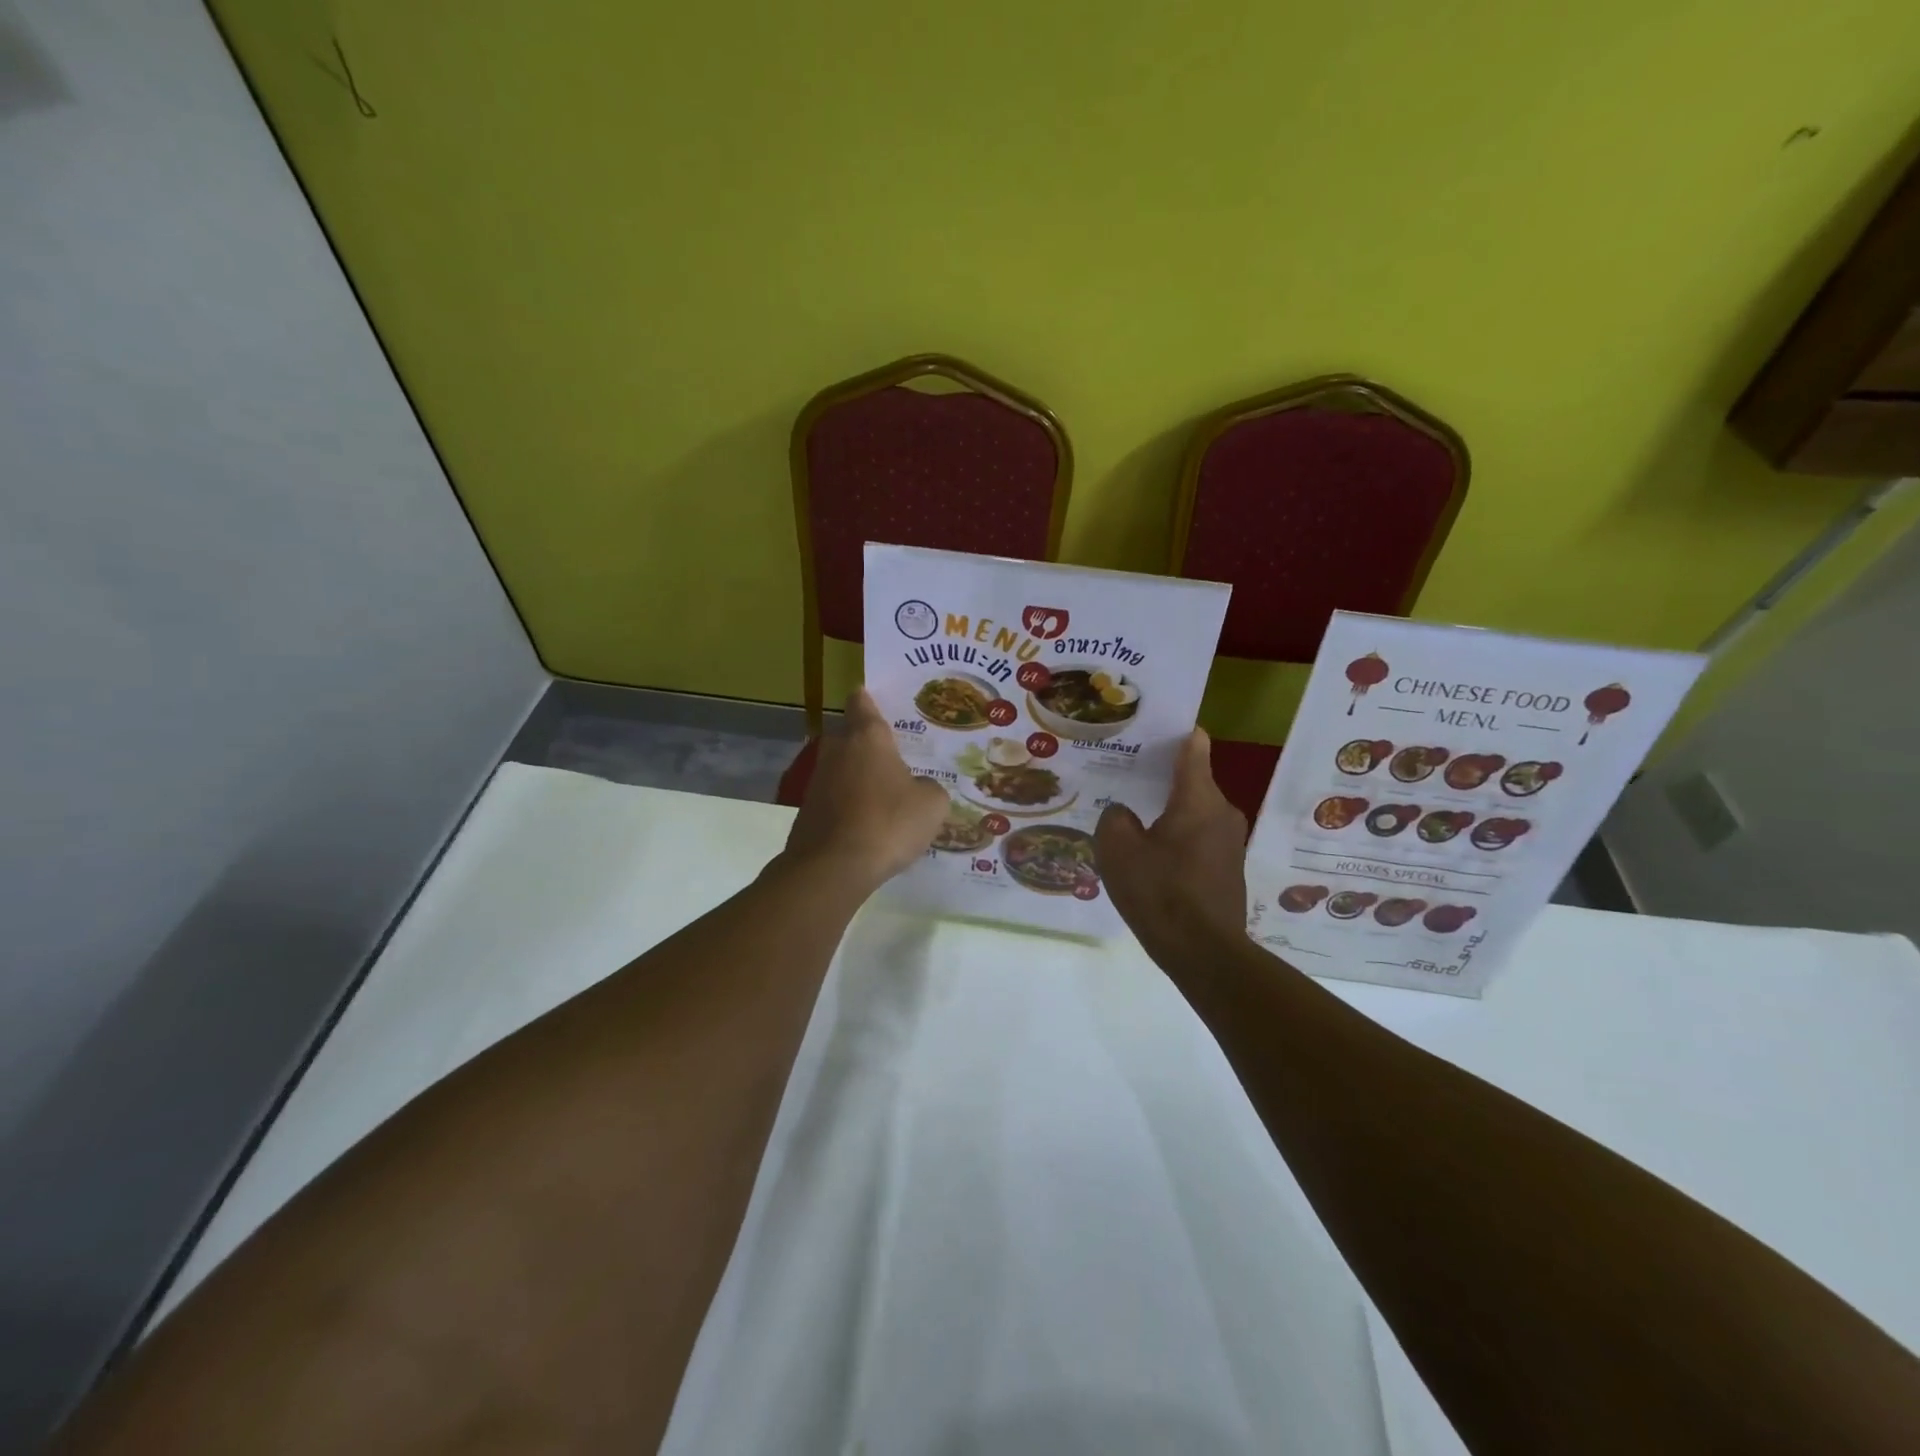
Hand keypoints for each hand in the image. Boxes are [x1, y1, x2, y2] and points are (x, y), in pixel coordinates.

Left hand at [783, 688, 948, 889]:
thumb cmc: (888, 823)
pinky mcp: (807, 811)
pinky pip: (835, 798)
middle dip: (869, 743)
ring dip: (859, 778)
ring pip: (842, 769)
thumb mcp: (932, 804)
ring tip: (887, 795)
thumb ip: (930, 788)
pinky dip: (849, 805)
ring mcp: (817, 781)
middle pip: (850, 735)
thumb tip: (920, 788)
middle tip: (897, 756)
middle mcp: (838, 750)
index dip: (870, 699)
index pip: (862, 702)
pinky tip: (869, 825)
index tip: (882, 701)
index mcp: (867, 737)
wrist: (832, 868)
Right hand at [1095, 729, 1248, 962]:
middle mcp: (1222, 812)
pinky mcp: (1227, 868)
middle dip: (1160, 776)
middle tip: (1125, 776)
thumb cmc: (1159, 891)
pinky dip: (1177, 836)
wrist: (1203, 952)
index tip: (1148, 729)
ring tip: (1132, 817)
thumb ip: (1114, 818)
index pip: (1194, 746)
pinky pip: (1198, 837)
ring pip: (1194, 811)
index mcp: (1199, 798)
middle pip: (1192, 780)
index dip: (1173, 733)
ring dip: (1167, 811)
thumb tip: (1124, 814)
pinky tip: (1151, 854)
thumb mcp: (1117, 850)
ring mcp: (1230, 842)